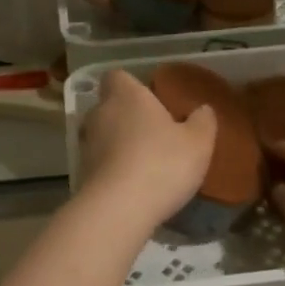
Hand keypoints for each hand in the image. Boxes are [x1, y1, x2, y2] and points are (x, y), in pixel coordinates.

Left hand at [78, 69, 215, 228]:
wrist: (118, 209)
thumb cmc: (162, 164)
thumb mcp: (198, 142)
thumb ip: (203, 121)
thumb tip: (203, 109)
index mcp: (126, 96)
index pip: (117, 76)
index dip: (132, 85)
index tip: (151, 99)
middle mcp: (100, 113)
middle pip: (110, 106)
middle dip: (127, 116)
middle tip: (153, 132)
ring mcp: (86, 144)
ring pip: (102, 135)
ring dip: (118, 144)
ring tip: (144, 161)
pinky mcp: (81, 174)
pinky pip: (99, 162)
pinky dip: (113, 168)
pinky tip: (133, 184)